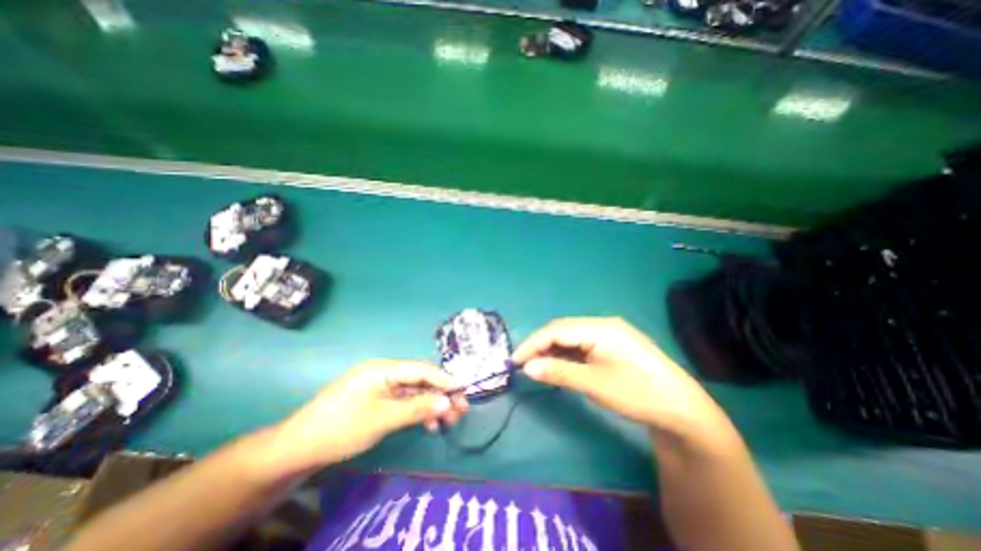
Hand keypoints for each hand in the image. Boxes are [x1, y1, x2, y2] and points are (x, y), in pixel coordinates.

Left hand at [266, 362, 465, 472]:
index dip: (444, 379)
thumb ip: (417, 408)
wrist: (298, 449)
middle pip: (419, 380)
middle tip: (460, 410)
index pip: (421, 369)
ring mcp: (380, 386)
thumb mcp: (383, 419)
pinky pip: (402, 401)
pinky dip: (416, 411)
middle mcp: (384, 373)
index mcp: (383, 369)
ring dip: (431, 404)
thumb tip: (448, 402)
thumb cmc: (342, 428)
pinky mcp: (376, 400)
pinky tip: (428, 424)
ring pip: (413, 392)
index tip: (464, 388)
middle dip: (440, 394)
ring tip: (447, 421)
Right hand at [515, 319, 726, 438]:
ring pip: (570, 335)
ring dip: (552, 348)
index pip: (557, 329)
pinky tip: (558, 363)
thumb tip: (527, 368)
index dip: (533, 343)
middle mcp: (603, 324)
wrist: (682, 410)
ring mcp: (608, 333)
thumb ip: (559, 372)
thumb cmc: (639, 394)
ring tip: (536, 365)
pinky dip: (566, 353)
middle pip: (562, 329)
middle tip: (522, 363)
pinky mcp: (611, 344)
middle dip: (540, 344)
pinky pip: (581, 343)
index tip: (515, 360)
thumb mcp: (595, 385)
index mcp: (601, 328)